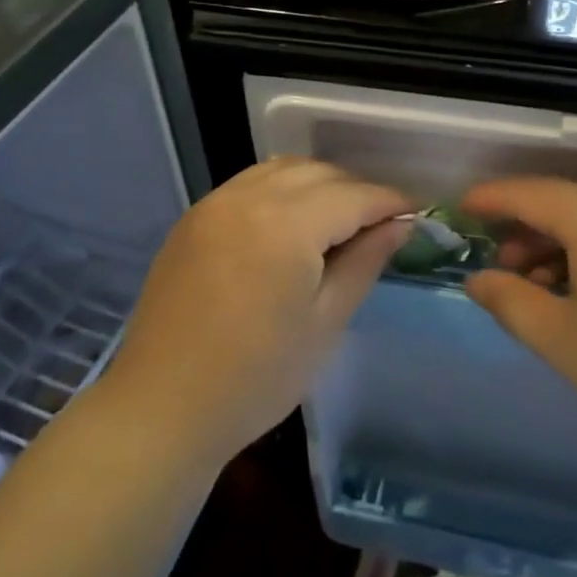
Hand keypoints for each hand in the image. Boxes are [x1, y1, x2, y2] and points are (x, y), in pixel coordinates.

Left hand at [101, 159, 409, 467]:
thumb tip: (400, 225)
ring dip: (318, 183)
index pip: (354, 195)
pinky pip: (250, 182)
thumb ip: (365, 262)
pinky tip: (290, 221)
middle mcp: (249, 197)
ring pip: (283, 168)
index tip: (415, 213)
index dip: (389, 201)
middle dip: (356, 190)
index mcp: (287, 224)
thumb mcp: (325, 323)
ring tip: (338, 219)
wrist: (161, 408)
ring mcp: (216, 202)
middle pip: (319, 172)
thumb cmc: (256, 377)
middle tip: (379, 224)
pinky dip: (281, 188)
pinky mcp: (195, 216)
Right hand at [462, 179, 576, 468]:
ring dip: (565, 244)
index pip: (527, 193)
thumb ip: (511, 303)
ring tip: (550, 289)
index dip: (490, 199)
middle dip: (527, 231)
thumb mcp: (564, 343)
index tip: (463, 209)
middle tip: (505, 269)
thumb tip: (480, 279)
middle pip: (565, 203)